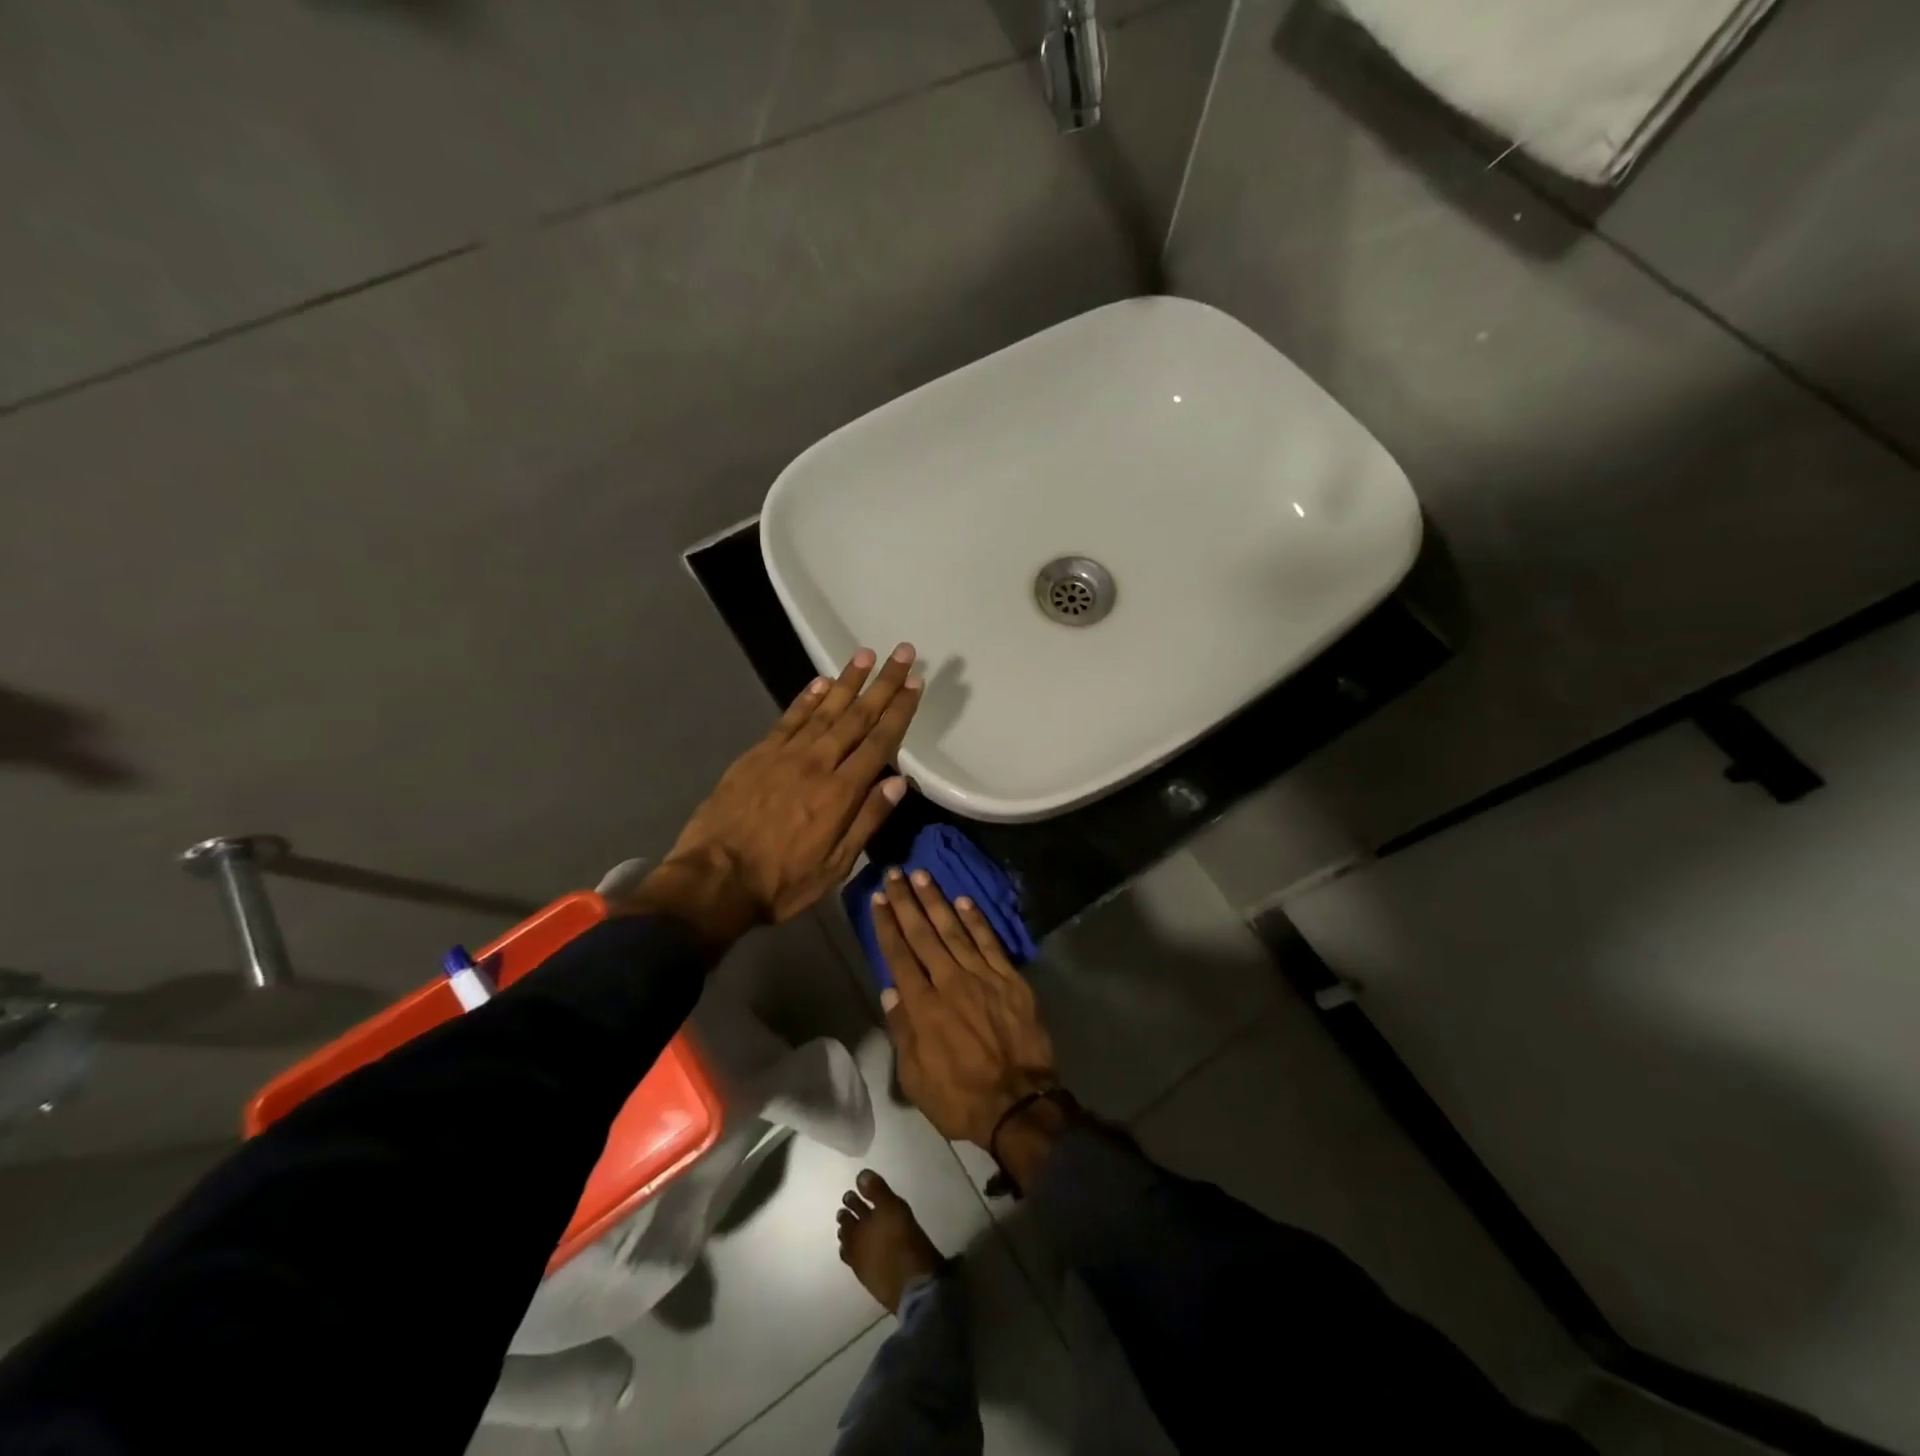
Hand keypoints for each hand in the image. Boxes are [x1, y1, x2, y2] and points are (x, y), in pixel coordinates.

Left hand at [639, 645, 922, 945]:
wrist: (714, 880)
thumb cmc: (781, 882)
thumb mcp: (835, 866)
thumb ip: (867, 820)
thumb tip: (900, 782)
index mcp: (841, 793)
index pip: (879, 743)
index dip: (899, 711)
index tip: (916, 683)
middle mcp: (817, 764)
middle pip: (857, 717)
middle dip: (883, 684)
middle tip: (902, 653)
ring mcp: (784, 755)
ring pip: (824, 709)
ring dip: (848, 681)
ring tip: (866, 654)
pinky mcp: (757, 755)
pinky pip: (788, 719)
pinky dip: (806, 698)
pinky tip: (821, 681)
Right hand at [872, 869, 1058, 1148]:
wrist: (1020, 1103)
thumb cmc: (960, 1097)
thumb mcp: (915, 1078)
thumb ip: (902, 1030)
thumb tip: (890, 990)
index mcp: (923, 1006)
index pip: (899, 955)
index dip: (887, 925)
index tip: (878, 899)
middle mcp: (949, 982)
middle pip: (923, 934)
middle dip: (906, 902)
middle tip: (895, 873)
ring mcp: (982, 977)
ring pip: (954, 930)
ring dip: (936, 901)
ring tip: (922, 875)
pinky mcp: (1010, 979)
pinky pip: (989, 942)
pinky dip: (976, 920)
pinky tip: (964, 901)